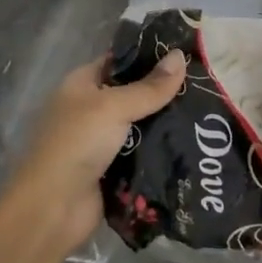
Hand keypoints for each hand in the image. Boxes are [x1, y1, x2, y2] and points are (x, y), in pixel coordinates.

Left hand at [0, 50, 186, 255]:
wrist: (53, 209)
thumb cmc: (76, 144)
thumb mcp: (113, 107)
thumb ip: (149, 87)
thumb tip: (180, 56)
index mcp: (82, 85)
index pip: (119, 61)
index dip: (149, 56)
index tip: (186, 53)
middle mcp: (91, 110)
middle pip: (134, 95)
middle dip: (165, 93)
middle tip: (206, 86)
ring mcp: (102, 142)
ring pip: (142, 127)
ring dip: (167, 125)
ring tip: (208, 114)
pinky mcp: (114, 171)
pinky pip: (144, 155)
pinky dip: (163, 152)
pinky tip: (194, 145)